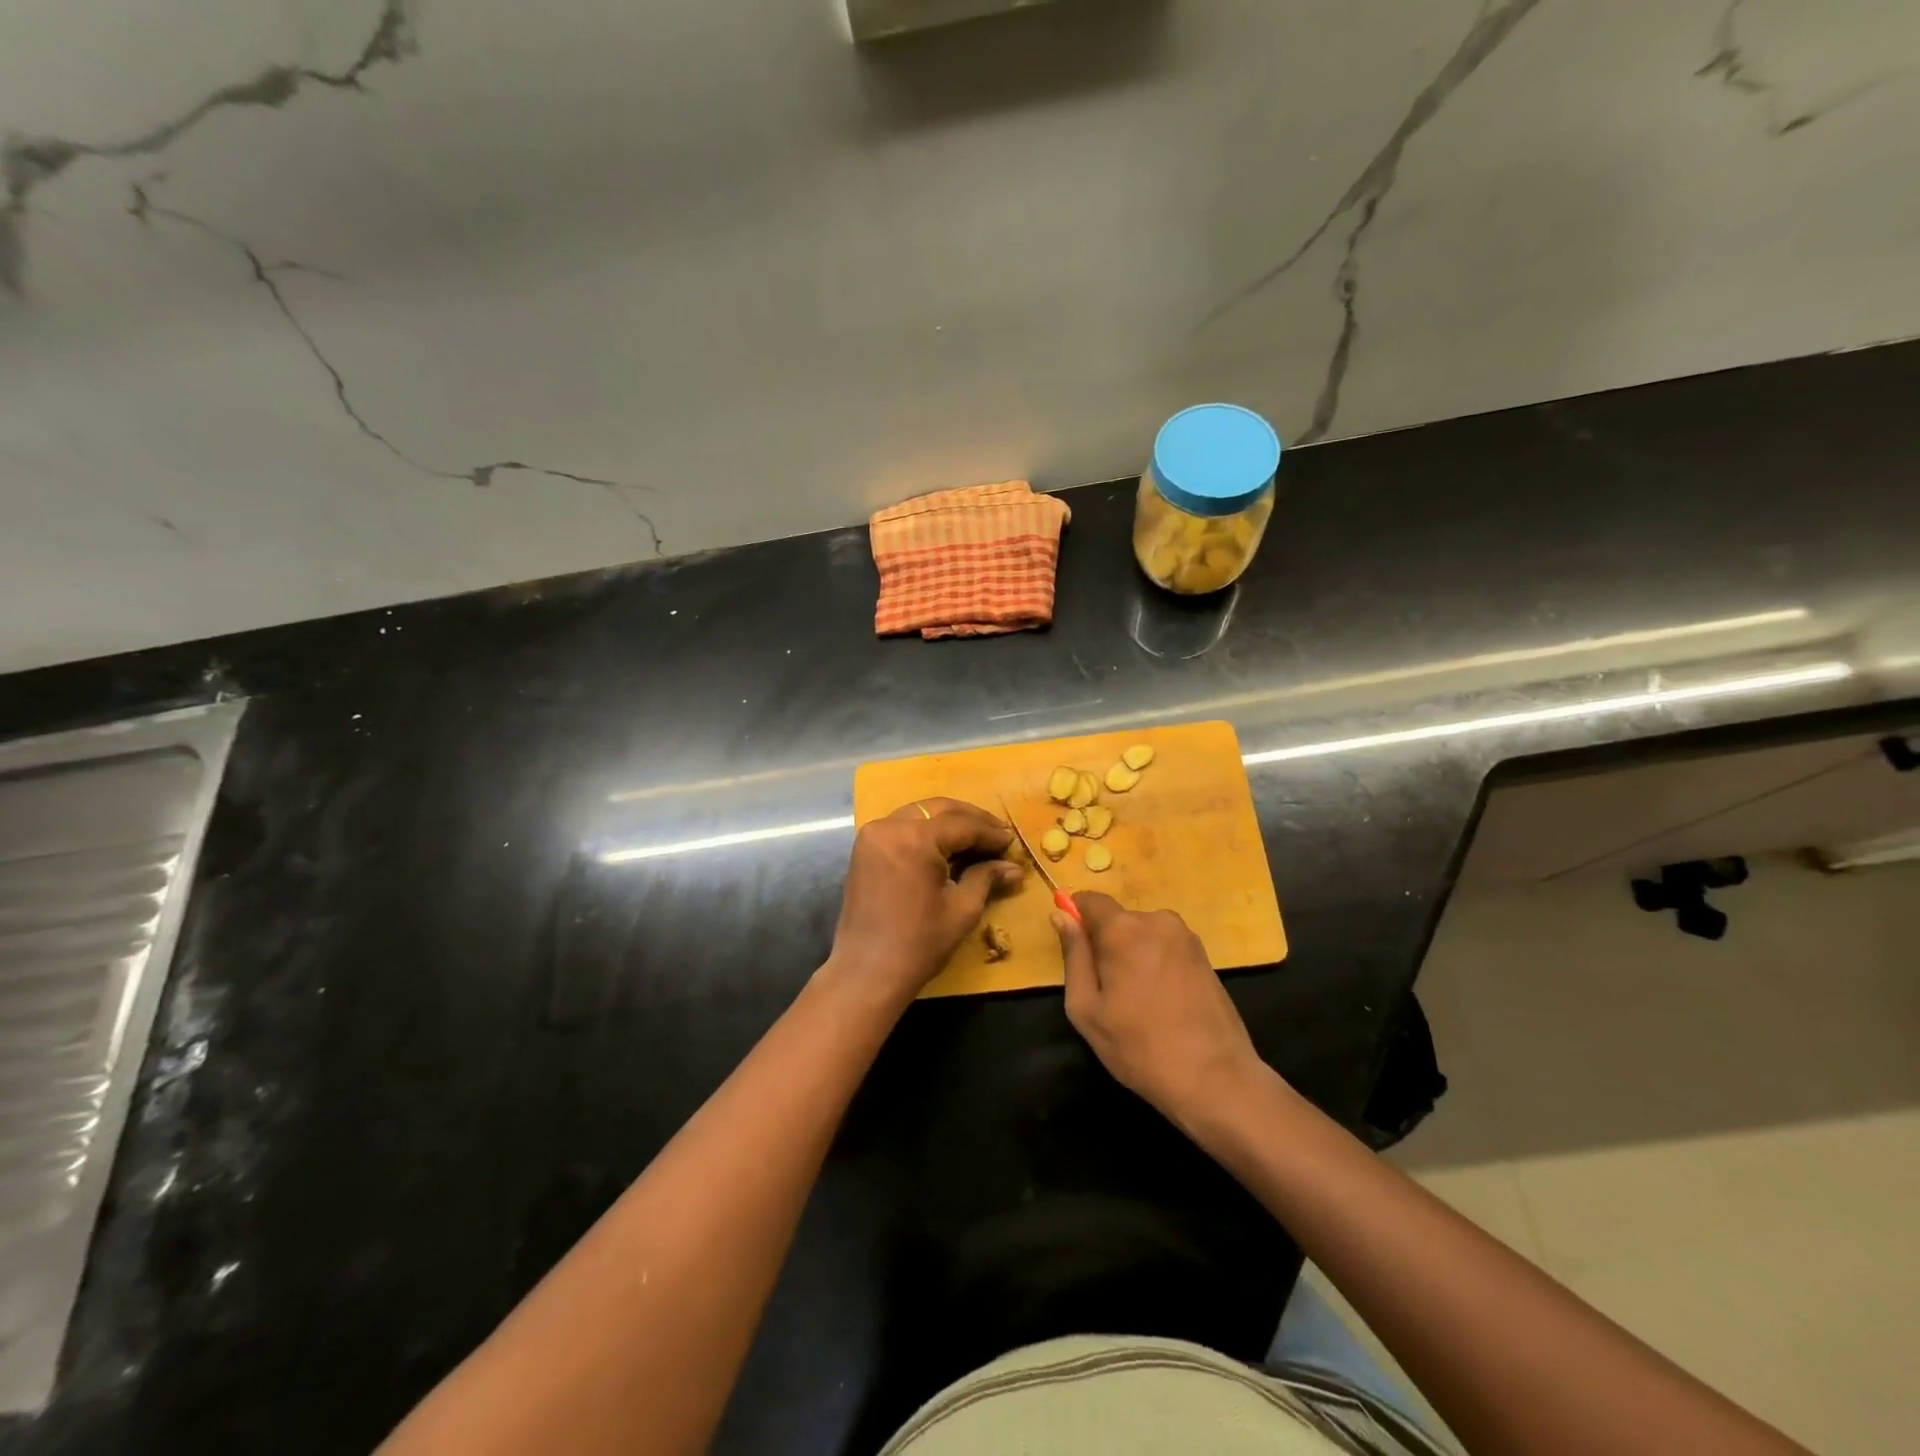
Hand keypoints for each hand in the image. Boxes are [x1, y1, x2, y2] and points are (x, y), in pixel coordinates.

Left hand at [828, 798, 1023, 1003]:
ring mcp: (872, 835)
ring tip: (976, 839)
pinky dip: (925, 831)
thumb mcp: (962, 909)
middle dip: (971, 819)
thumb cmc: (919, 944)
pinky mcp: (864, 848)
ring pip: (919, 813)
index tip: (1012, 841)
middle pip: (939, 809)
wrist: (866, 972)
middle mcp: (890, 826)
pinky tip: (946, 847)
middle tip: (998, 834)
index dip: (990, 832)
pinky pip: (901, 827)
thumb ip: (986, 878)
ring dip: (948, 822)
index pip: (962, 824)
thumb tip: (1013, 868)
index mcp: (915, 839)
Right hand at [1053, 892, 1262, 1133]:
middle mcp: (1157, 921)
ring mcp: (1186, 937)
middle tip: (1108, 991)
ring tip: (1138, 1001)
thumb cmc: (1139, 1047)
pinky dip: (1156, 964)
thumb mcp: (1086, 1008)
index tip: (1076, 950)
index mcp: (1124, 929)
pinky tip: (1162, 1003)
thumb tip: (1061, 916)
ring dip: (1133, 954)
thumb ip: (1073, 955)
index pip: (1091, 900)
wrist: (1215, 1079)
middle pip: (1118, 919)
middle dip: (1107, 944)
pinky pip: (1166, 947)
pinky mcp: (1205, 956)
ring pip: (1143, 934)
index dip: (1077, 918)